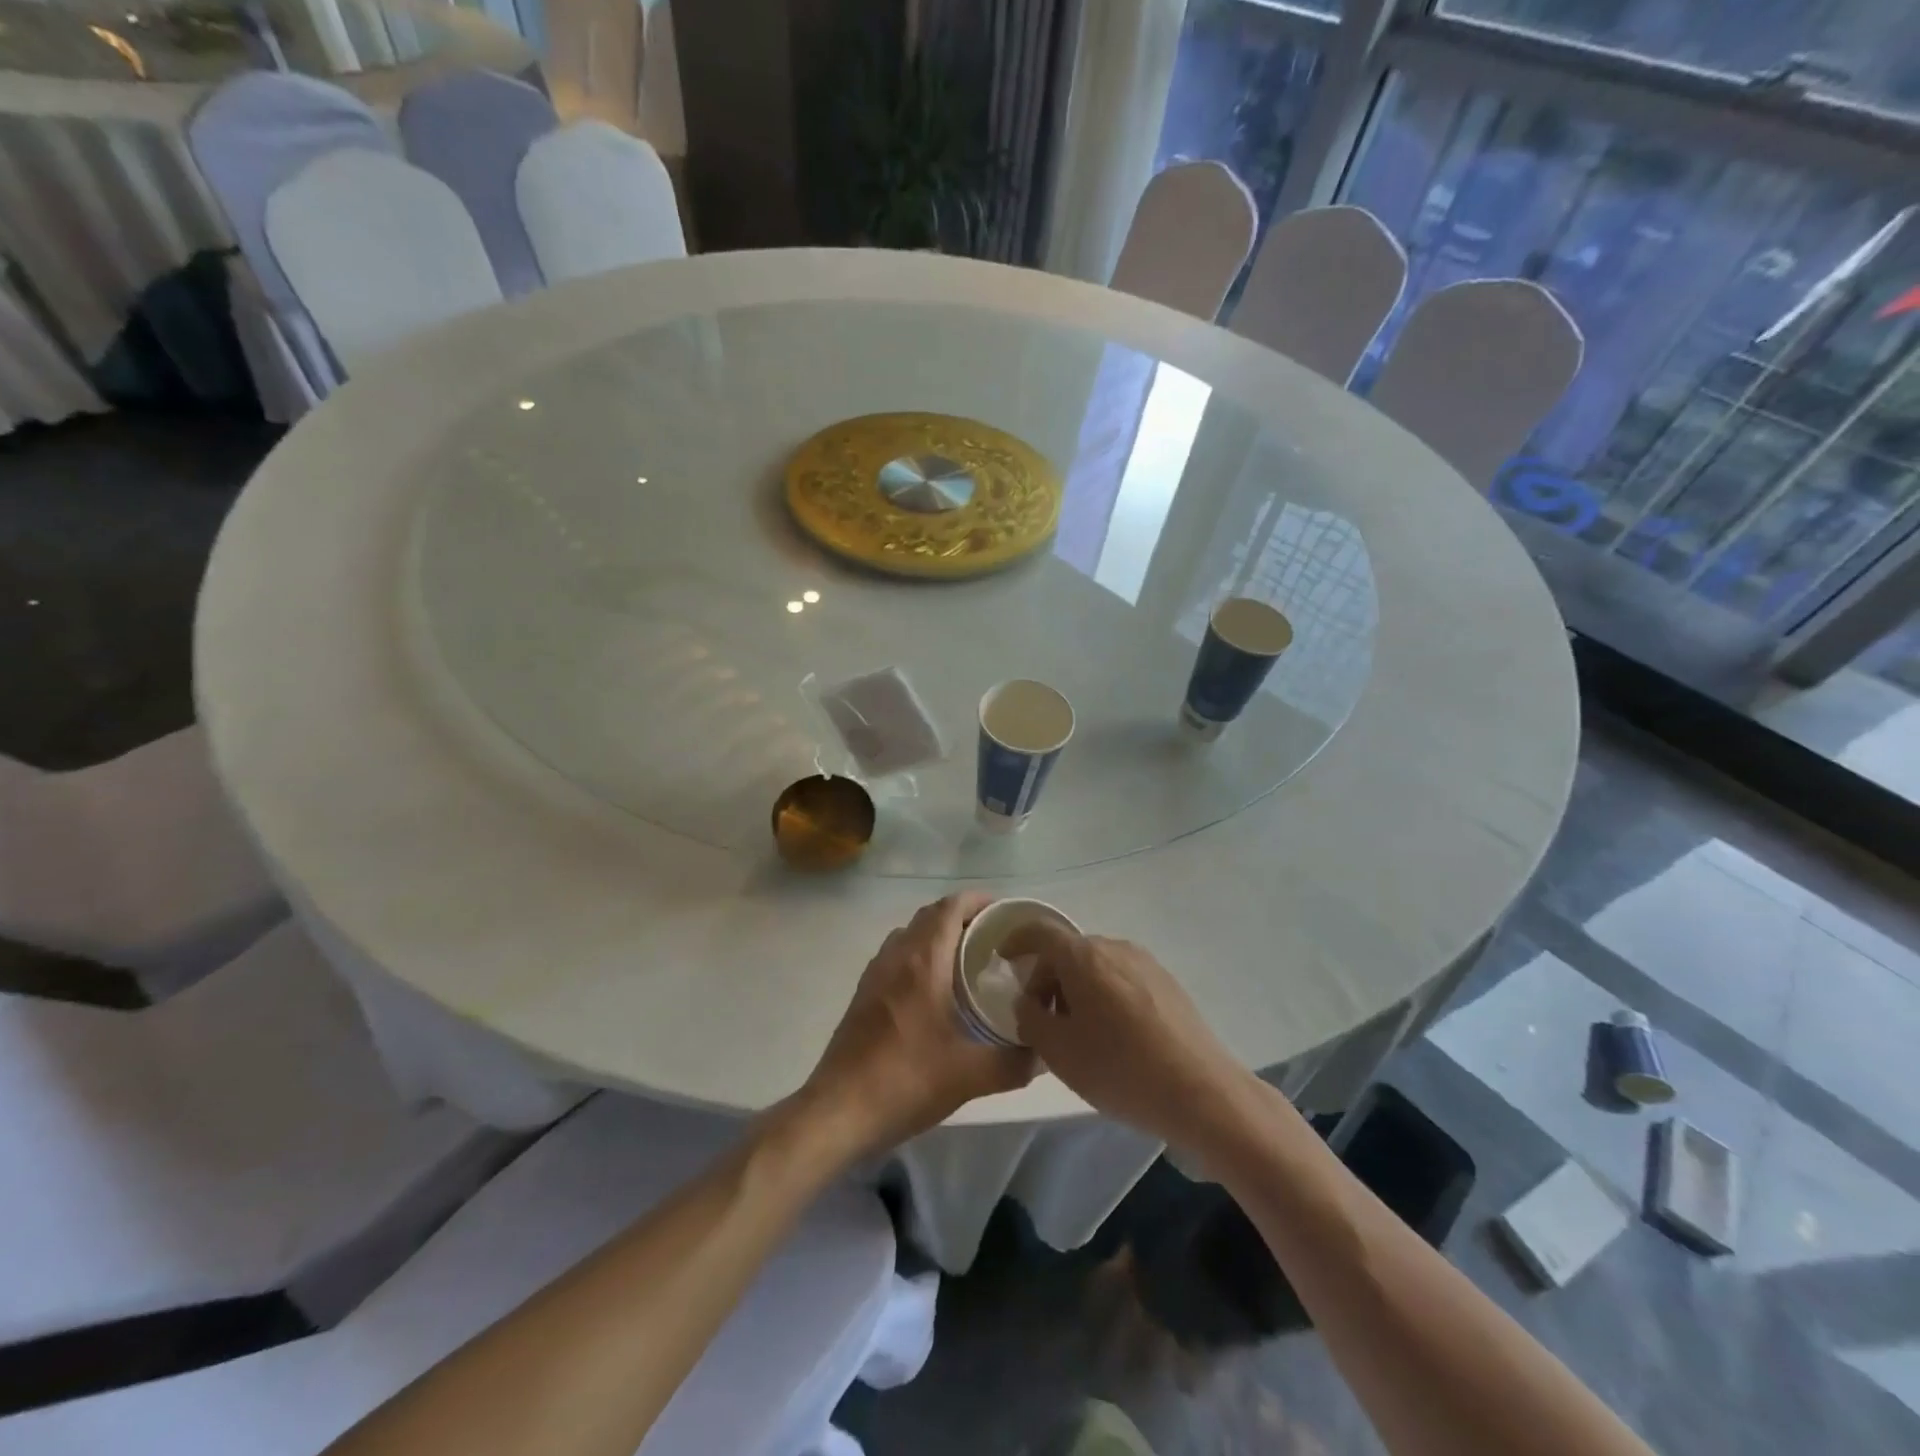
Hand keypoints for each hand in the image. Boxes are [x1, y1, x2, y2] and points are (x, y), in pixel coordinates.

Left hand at [801, 893, 1035, 1159]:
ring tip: (967, 959)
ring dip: (937, 935)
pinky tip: (935, 990)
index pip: (950, 907)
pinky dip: (919, 955)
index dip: (978, 900)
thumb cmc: (905, 1081)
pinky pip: (896, 956)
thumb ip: (1013, 1063)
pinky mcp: (863, 994)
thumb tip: (1042, 1054)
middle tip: (993, 937)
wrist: (838, 1110)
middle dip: (962, 916)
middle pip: (930, 916)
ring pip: (910, 934)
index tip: (1004, 911)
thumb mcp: (970, 1076)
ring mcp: (874, 974)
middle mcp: (896, 956)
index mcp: (923, 962)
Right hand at [1007, 923, 1246, 1148]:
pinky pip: (1121, 977)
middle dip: (1047, 976)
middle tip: (1039, 1016)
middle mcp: (1115, 947)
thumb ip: (1030, 1019)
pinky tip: (1110, 1034)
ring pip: (1096, 964)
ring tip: (1075, 1030)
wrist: (1202, 1092)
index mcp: (1084, 956)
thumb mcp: (1058, 1052)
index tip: (1002, 959)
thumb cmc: (1120, 1068)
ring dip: (1076, 987)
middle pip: (1069, 950)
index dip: (1016, 941)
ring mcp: (1146, 963)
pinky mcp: (1167, 983)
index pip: (1040, 932)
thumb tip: (1028, 1002)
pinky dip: (1103, 993)